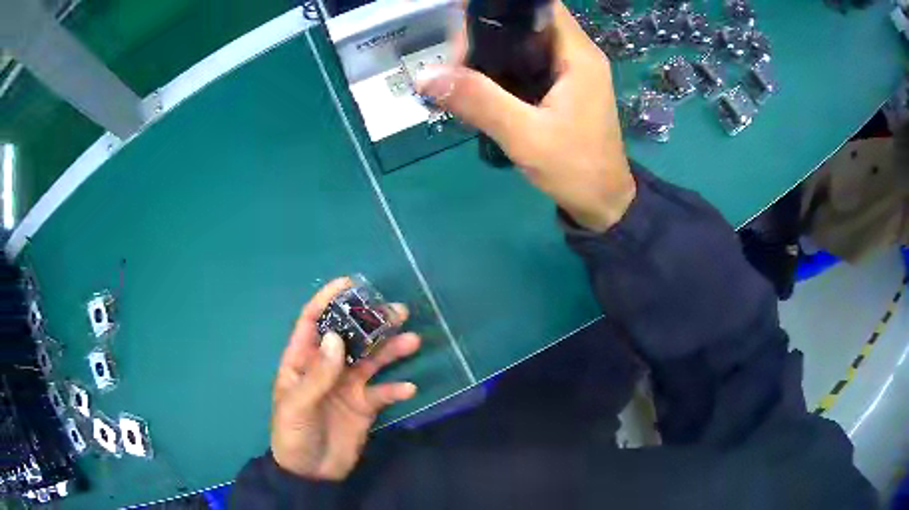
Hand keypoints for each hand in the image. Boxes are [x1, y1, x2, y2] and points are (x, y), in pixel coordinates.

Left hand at [270, 277, 419, 479]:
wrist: (310, 473)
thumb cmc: (292, 434)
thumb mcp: (297, 405)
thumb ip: (317, 374)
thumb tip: (337, 338)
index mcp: (302, 361)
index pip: (312, 322)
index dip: (327, 300)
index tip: (349, 283)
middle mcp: (327, 368)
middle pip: (350, 337)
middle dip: (371, 322)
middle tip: (398, 310)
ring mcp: (347, 387)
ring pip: (372, 361)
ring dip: (391, 350)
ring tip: (412, 341)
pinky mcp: (365, 406)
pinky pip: (383, 392)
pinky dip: (396, 389)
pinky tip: (408, 388)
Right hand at [416, 2, 634, 231]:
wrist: (603, 204)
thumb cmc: (575, 169)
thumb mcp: (525, 135)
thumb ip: (478, 101)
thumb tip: (425, 76)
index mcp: (577, 54)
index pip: (539, 6)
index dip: (501, 8)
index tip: (464, 24)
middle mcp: (575, 54)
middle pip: (525, 25)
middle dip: (486, 36)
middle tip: (455, 64)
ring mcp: (569, 72)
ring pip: (523, 45)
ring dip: (490, 56)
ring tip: (459, 78)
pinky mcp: (561, 88)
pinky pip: (526, 66)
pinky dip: (500, 72)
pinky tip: (478, 90)